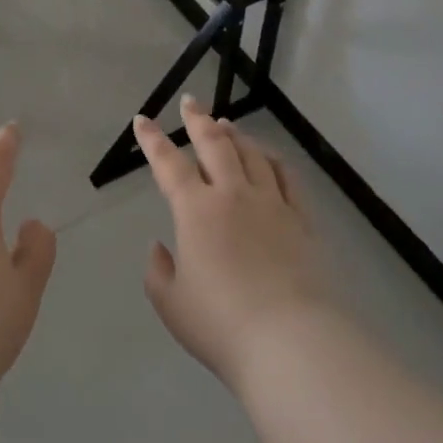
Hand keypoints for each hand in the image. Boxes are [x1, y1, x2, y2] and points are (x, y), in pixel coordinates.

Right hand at [137, 97, 339, 388]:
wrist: (289, 341)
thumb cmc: (221, 325)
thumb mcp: (172, 304)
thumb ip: (159, 271)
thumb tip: (161, 247)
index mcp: (195, 210)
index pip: (168, 163)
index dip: (152, 139)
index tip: (142, 120)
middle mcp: (232, 194)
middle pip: (214, 143)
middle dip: (197, 119)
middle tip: (190, 102)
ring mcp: (270, 203)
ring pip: (250, 153)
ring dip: (234, 135)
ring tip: (225, 124)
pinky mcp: (301, 219)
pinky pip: (286, 176)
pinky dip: (273, 159)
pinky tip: (268, 156)